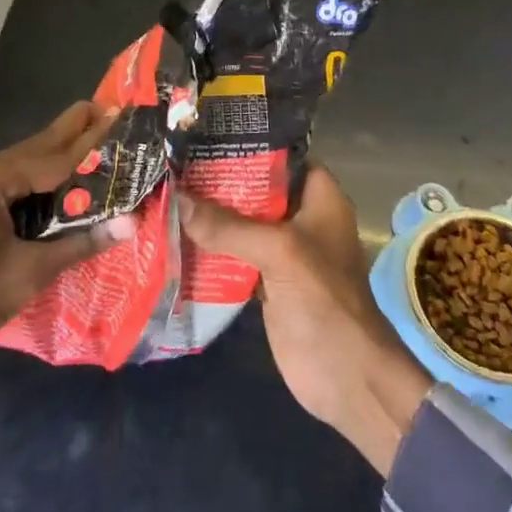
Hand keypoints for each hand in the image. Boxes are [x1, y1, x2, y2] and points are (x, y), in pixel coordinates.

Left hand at [0, 101, 136, 409]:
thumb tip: (131, 223)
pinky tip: (56, 175)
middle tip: (107, 109)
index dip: (89, 140)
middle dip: (72, 130)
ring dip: (56, 151)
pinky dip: (37, 172)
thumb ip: (79, 243)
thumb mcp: (29, 272)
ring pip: (22, 161)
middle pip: (36, 147)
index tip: (118, 115)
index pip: (53, 156)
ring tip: (90, 135)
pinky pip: (10, 177)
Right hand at [180, 167, 431, 475]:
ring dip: (210, 214)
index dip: (246, 144)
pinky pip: (235, 254)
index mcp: (319, 196)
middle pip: (255, 189)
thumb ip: (228, 225)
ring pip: (243, 222)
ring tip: (166, 191)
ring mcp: (284, 249)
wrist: (345, 377)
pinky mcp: (267, 280)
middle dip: (218, 180)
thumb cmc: (323, 299)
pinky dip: (211, 247)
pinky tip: (176, 235)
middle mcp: (301, 216)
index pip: (280, 155)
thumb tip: (177, 199)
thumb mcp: (278, 251)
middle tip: (173, 162)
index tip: (203, 135)